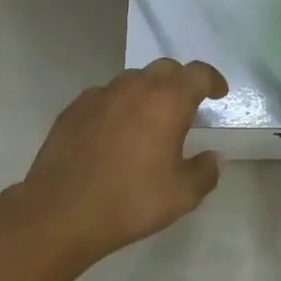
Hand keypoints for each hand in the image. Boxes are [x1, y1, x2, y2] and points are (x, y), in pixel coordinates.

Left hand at [19, 58, 229, 263]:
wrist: (61, 212)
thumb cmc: (130, 201)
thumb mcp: (182, 195)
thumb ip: (205, 172)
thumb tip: (214, 158)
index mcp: (168, 101)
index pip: (198, 73)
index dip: (212, 80)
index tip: (218, 94)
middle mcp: (135, 87)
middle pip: (165, 69)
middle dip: (180, 82)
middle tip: (185, 107)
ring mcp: (100, 95)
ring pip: (132, 80)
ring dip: (147, 92)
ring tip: (148, 120)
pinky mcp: (74, 108)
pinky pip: (104, 96)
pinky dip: (117, 105)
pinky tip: (114, 132)